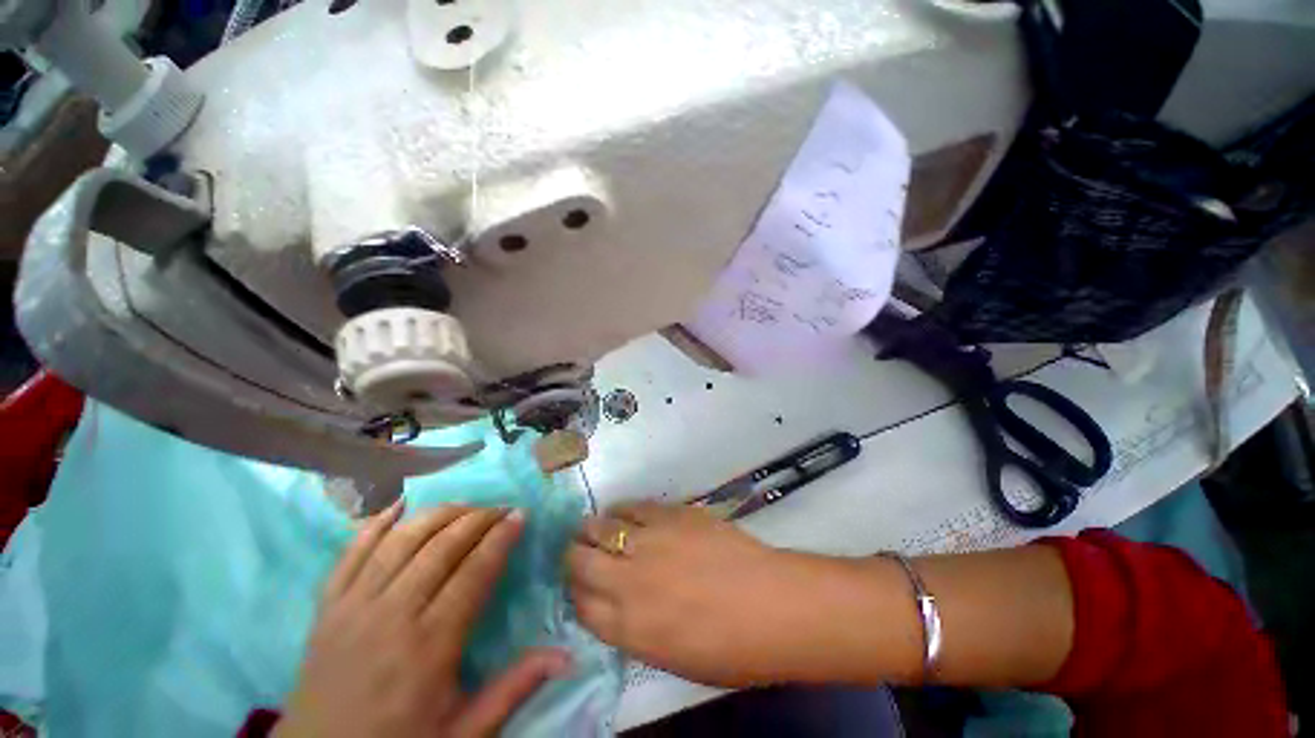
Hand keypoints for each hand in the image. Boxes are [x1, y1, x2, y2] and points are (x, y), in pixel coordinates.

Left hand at [275, 503, 569, 737]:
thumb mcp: (463, 732)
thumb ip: (514, 689)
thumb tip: (567, 656)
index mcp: (429, 646)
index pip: (474, 573)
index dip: (500, 538)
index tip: (520, 516)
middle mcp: (392, 615)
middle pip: (440, 547)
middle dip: (477, 518)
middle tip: (500, 508)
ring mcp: (353, 607)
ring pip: (401, 541)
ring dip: (437, 515)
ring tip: (464, 506)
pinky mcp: (327, 608)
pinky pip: (350, 553)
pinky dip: (375, 524)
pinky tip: (399, 505)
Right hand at [566, 502, 864, 686]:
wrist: (773, 605)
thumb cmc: (731, 648)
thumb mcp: (673, 658)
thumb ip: (635, 631)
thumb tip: (617, 606)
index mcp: (629, 628)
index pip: (580, 605)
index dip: (576, 593)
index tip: (580, 586)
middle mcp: (629, 582)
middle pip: (580, 562)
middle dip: (574, 556)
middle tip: (579, 552)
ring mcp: (649, 542)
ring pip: (600, 528)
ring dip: (592, 529)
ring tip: (595, 528)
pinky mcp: (670, 515)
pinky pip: (634, 507)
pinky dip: (622, 509)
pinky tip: (623, 512)